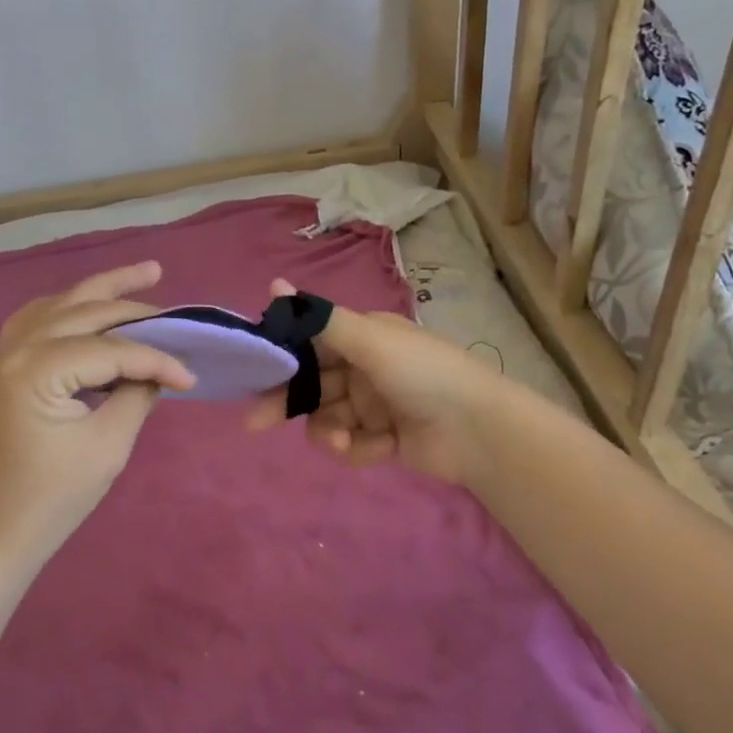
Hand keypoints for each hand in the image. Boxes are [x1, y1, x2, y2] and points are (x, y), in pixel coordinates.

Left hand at [0, 262, 193, 562]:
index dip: (156, 359)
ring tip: (146, 273)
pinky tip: (91, 304)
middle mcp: (16, 347)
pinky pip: (40, 318)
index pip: (111, 349)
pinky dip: (71, 307)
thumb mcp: (109, 444)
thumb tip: (158, 369)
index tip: (190, 376)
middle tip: (178, 313)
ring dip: (104, 290)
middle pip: (87, 312)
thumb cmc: (54, 496)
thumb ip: (137, 394)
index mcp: (37, 369)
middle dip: (136, 310)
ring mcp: (5, 352)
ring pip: (63, 304)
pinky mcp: (6, 364)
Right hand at [243, 278, 501, 487]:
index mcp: (362, 338)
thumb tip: (273, 284)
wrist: (479, 430)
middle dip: (288, 402)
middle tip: (257, 422)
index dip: (281, 358)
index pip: (309, 344)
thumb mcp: (369, 340)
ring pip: (328, 418)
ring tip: (339, 441)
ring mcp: (374, 405)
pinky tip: (375, 449)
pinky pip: (352, 443)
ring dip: (328, 430)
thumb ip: (319, 319)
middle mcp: (365, 368)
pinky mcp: (384, 440)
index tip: (254, 373)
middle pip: (312, 385)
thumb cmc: (421, 373)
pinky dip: (357, 448)